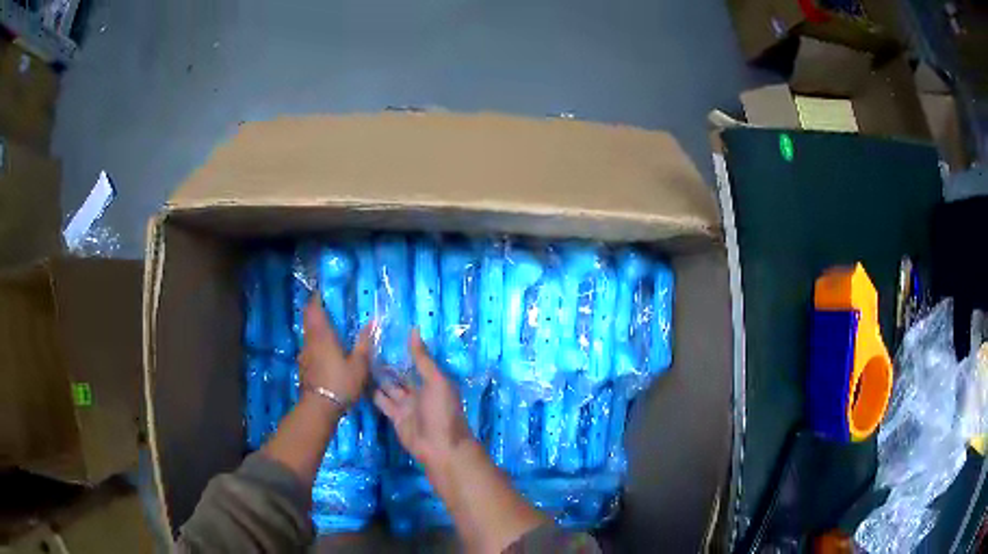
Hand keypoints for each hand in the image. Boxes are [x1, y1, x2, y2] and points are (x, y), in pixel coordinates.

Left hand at [298, 295, 371, 405]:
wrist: (319, 407)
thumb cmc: (341, 382)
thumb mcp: (359, 364)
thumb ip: (364, 342)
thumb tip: (372, 321)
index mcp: (323, 335)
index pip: (314, 309)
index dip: (316, 298)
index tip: (323, 292)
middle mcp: (310, 340)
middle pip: (309, 319)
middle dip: (316, 311)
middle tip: (328, 307)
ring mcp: (304, 354)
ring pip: (308, 333)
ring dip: (316, 327)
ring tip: (330, 329)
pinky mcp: (303, 366)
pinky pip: (309, 347)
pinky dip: (315, 342)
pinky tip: (325, 351)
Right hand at [374, 329, 471, 469]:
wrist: (440, 448)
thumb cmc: (442, 412)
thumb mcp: (436, 381)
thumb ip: (423, 359)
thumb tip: (414, 330)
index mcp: (432, 380)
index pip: (415, 361)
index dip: (403, 349)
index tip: (386, 332)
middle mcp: (419, 391)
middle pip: (401, 373)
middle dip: (388, 362)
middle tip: (367, 344)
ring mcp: (406, 405)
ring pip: (390, 387)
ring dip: (378, 376)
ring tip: (359, 359)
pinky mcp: (396, 417)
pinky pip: (383, 402)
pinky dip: (373, 393)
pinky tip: (360, 381)